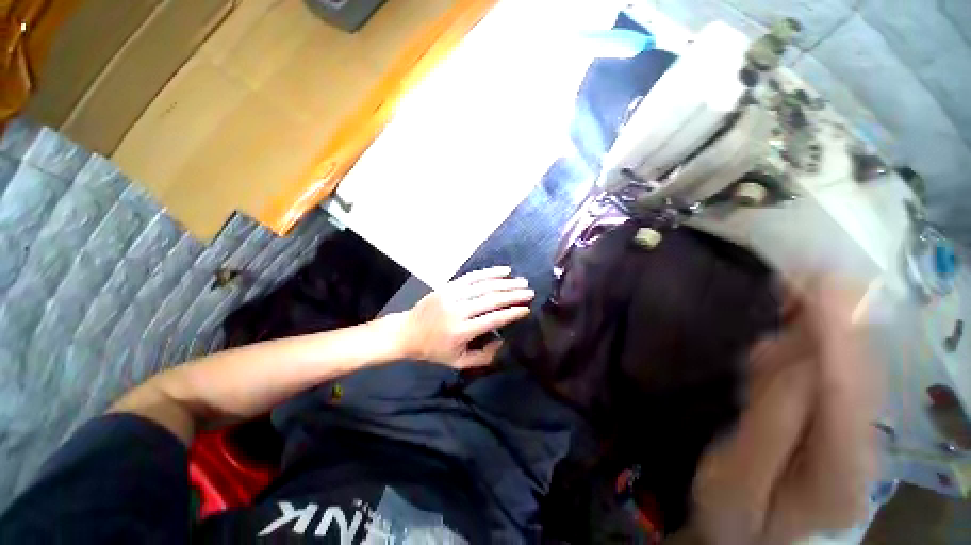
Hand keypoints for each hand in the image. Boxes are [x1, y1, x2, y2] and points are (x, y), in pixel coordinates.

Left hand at [398, 266, 533, 368]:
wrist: (407, 332)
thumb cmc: (434, 350)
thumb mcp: (458, 362)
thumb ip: (484, 356)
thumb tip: (503, 341)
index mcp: (461, 331)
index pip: (493, 319)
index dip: (512, 313)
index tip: (527, 308)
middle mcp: (458, 310)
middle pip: (491, 299)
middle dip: (513, 295)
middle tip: (530, 292)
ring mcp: (452, 295)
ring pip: (484, 285)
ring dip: (505, 282)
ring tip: (522, 281)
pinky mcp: (448, 286)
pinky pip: (472, 276)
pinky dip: (489, 272)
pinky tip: (503, 270)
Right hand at [690, 280, 880, 544]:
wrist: (746, 537)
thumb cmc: (733, 517)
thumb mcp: (734, 480)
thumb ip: (769, 426)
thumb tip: (792, 361)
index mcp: (839, 477)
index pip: (847, 397)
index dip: (838, 337)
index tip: (825, 285)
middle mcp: (861, 450)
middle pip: (858, 374)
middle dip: (835, 321)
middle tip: (801, 278)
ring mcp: (852, 435)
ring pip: (847, 368)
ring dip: (818, 330)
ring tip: (786, 302)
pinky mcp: (834, 422)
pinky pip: (830, 373)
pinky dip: (810, 345)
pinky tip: (785, 338)